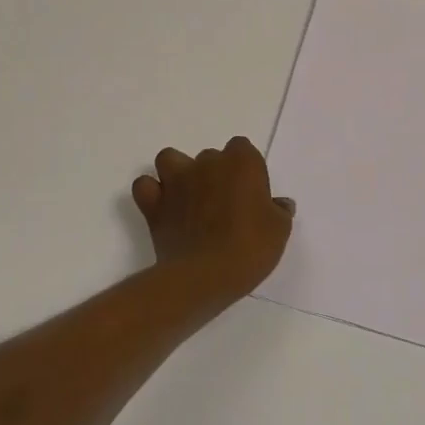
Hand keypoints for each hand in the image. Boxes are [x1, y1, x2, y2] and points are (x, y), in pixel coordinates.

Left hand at [131, 137, 293, 302]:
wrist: (205, 275)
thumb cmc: (250, 248)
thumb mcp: (279, 231)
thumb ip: (279, 211)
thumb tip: (279, 203)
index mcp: (241, 163)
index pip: (243, 149)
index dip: (246, 169)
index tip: (250, 194)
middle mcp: (206, 163)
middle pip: (210, 157)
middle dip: (215, 175)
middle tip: (224, 206)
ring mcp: (176, 181)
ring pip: (171, 159)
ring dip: (178, 172)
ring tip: (189, 197)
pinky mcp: (153, 203)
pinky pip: (145, 186)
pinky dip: (151, 192)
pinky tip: (163, 207)